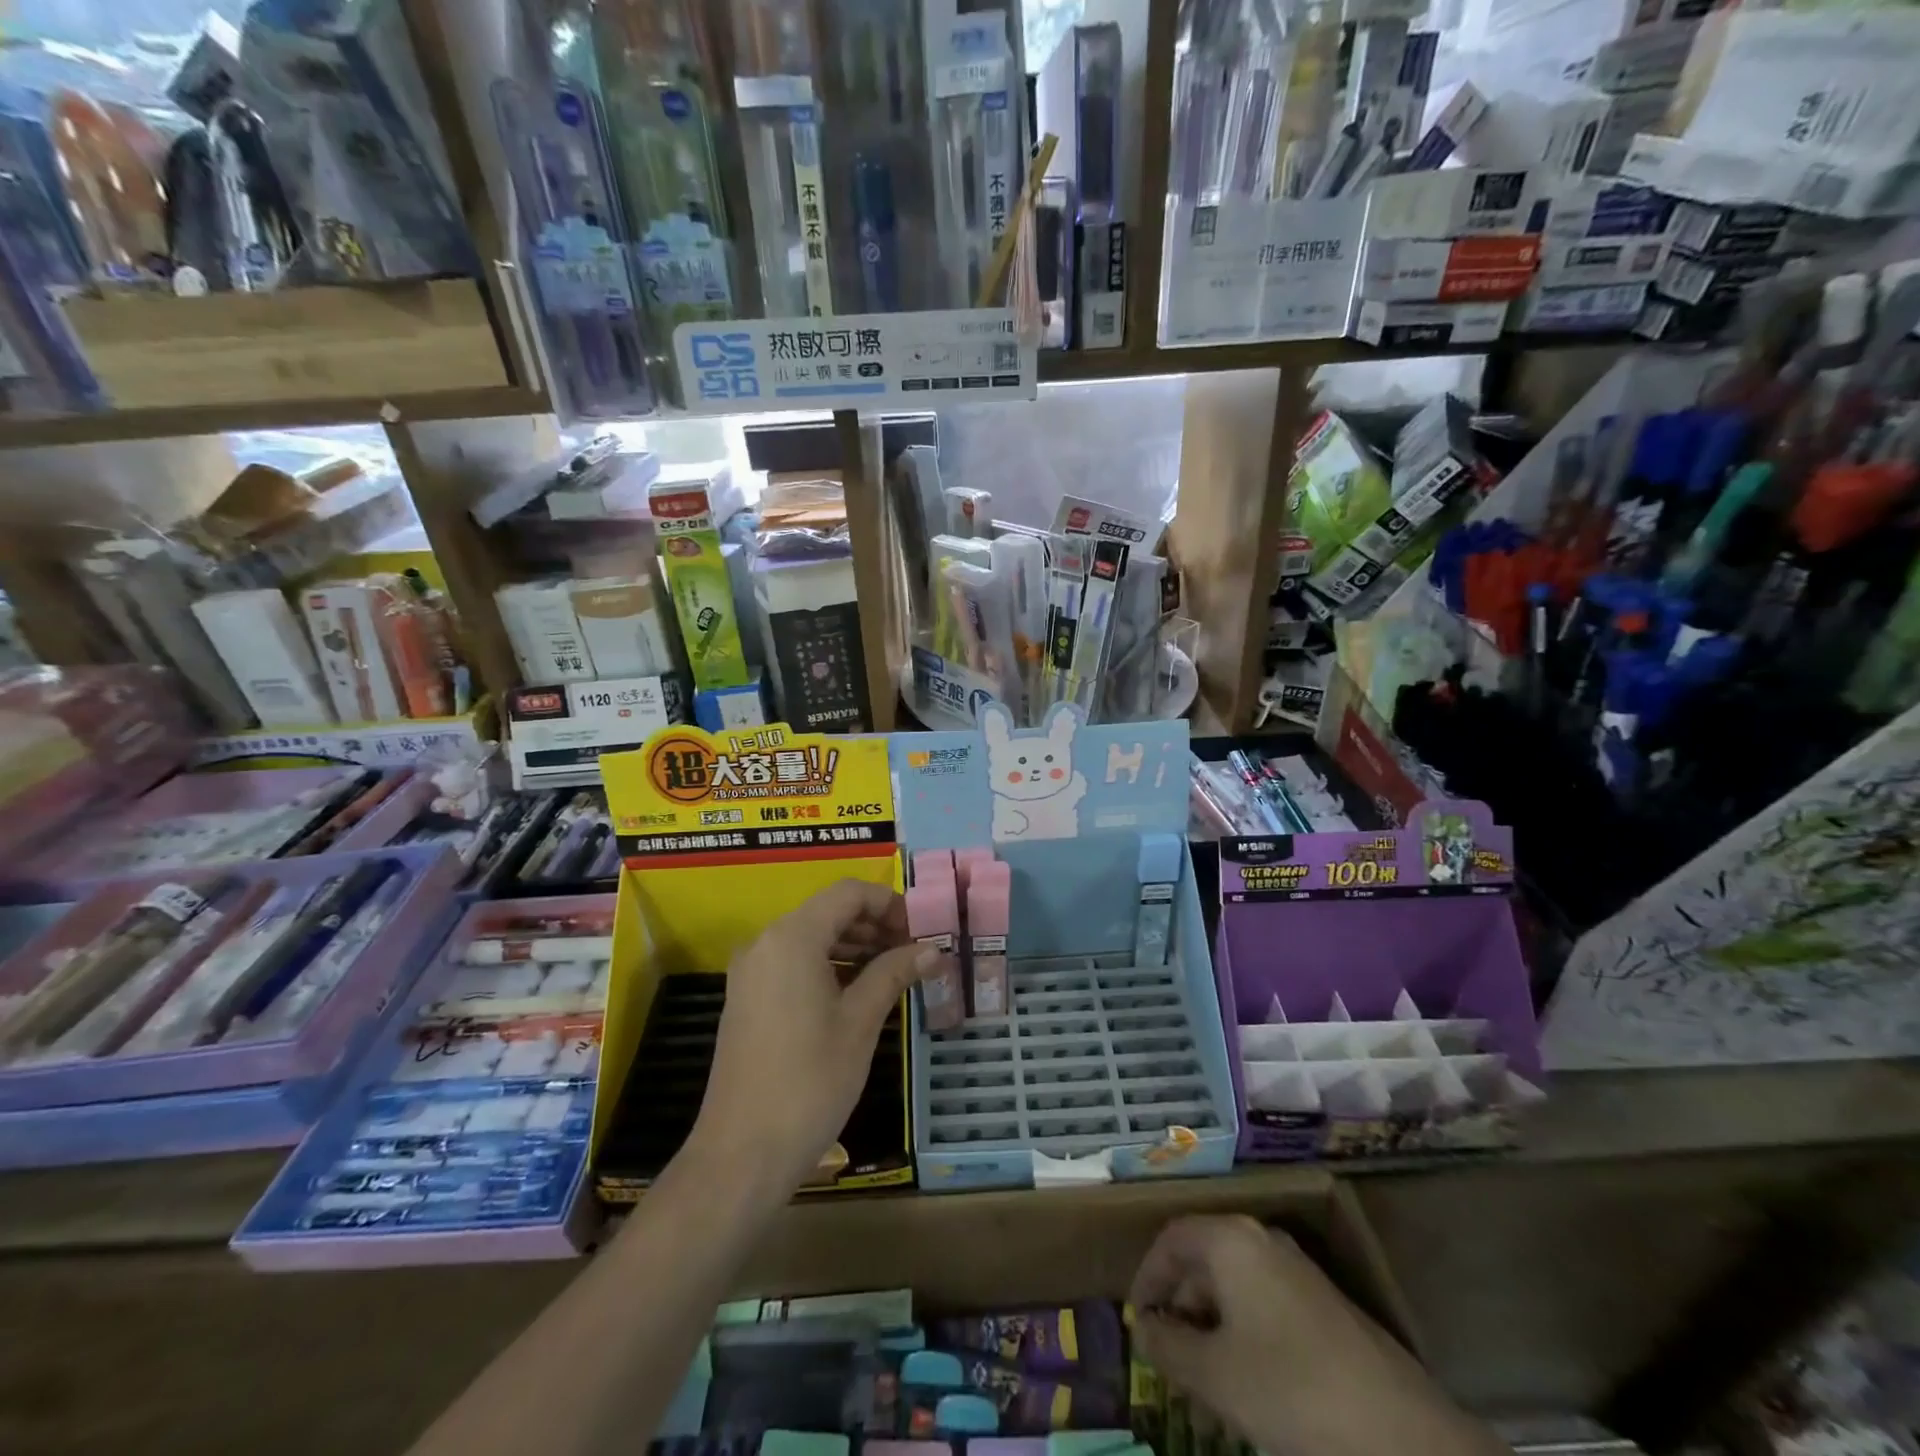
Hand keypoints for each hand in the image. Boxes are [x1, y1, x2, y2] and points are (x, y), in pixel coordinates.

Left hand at [690, 879, 944, 1193]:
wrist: (742, 1153)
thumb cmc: (810, 1080)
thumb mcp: (861, 1022)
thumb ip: (894, 973)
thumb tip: (933, 949)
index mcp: (792, 937)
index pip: (848, 893)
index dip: (889, 903)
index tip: (921, 930)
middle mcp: (766, 942)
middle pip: (828, 911)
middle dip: (874, 924)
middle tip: (914, 951)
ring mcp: (751, 971)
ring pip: (811, 937)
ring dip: (854, 945)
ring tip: (893, 970)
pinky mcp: (747, 998)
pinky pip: (793, 962)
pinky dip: (829, 965)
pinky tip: (858, 991)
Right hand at [1130, 1217, 1501, 1455]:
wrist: (1405, 1438)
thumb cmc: (1292, 1391)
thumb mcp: (1215, 1375)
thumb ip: (1168, 1346)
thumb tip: (1142, 1328)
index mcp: (1232, 1241)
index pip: (1172, 1239)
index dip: (1147, 1277)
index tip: (1137, 1323)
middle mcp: (1263, 1244)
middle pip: (1203, 1262)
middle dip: (1180, 1310)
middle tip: (1167, 1362)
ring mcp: (1298, 1275)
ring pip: (1235, 1292)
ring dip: (1210, 1333)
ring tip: (1202, 1390)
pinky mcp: (1325, 1311)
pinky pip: (1265, 1312)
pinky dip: (1243, 1342)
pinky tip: (1246, 1395)